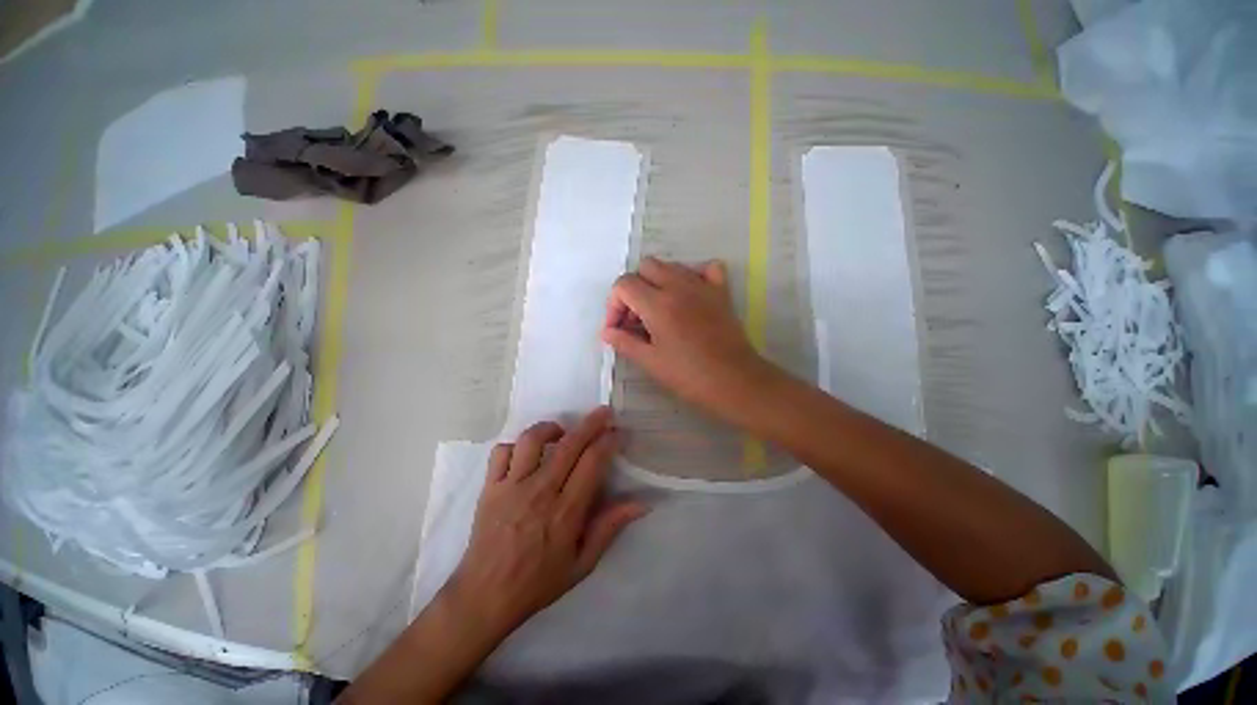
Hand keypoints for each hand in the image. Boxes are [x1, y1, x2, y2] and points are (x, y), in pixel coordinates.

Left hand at [443, 407, 647, 639]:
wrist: (484, 597)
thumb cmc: (538, 582)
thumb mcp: (582, 563)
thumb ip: (610, 527)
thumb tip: (642, 503)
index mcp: (566, 511)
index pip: (593, 462)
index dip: (608, 441)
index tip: (618, 432)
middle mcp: (540, 491)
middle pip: (570, 444)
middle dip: (591, 423)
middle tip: (604, 412)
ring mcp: (511, 486)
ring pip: (533, 440)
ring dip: (552, 428)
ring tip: (562, 431)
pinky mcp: (490, 487)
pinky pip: (502, 452)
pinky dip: (516, 445)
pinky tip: (527, 452)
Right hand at [601, 256, 781, 426]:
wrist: (735, 381)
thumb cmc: (689, 376)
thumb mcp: (650, 362)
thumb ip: (624, 342)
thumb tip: (607, 332)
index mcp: (658, 304)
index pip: (624, 285)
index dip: (613, 305)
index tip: (618, 328)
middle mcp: (678, 286)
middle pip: (645, 267)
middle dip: (633, 289)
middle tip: (636, 319)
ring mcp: (703, 286)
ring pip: (671, 265)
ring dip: (657, 282)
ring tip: (658, 311)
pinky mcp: (721, 291)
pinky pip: (705, 269)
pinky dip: (692, 275)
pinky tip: (688, 295)